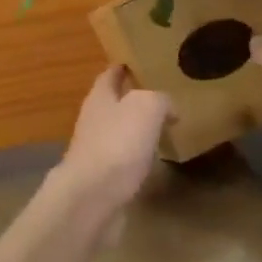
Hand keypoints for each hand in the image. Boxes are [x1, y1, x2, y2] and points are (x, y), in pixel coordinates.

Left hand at [53, 66, 169, 219]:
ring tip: (162, 128)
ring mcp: (95, 149)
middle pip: (113, 102)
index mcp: (100, 97)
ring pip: (119, 131)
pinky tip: (153, 161)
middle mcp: (94, 119)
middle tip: (161, 98)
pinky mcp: (102, 177)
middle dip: (133, 98)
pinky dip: (137, 157)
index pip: (111, 74)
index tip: (140, 63)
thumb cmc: (117, 143)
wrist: (92, 197)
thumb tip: (168, 108)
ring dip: (136, 129)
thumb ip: (159, 100)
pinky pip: (123, 159)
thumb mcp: (146, 108)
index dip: (124, 67)